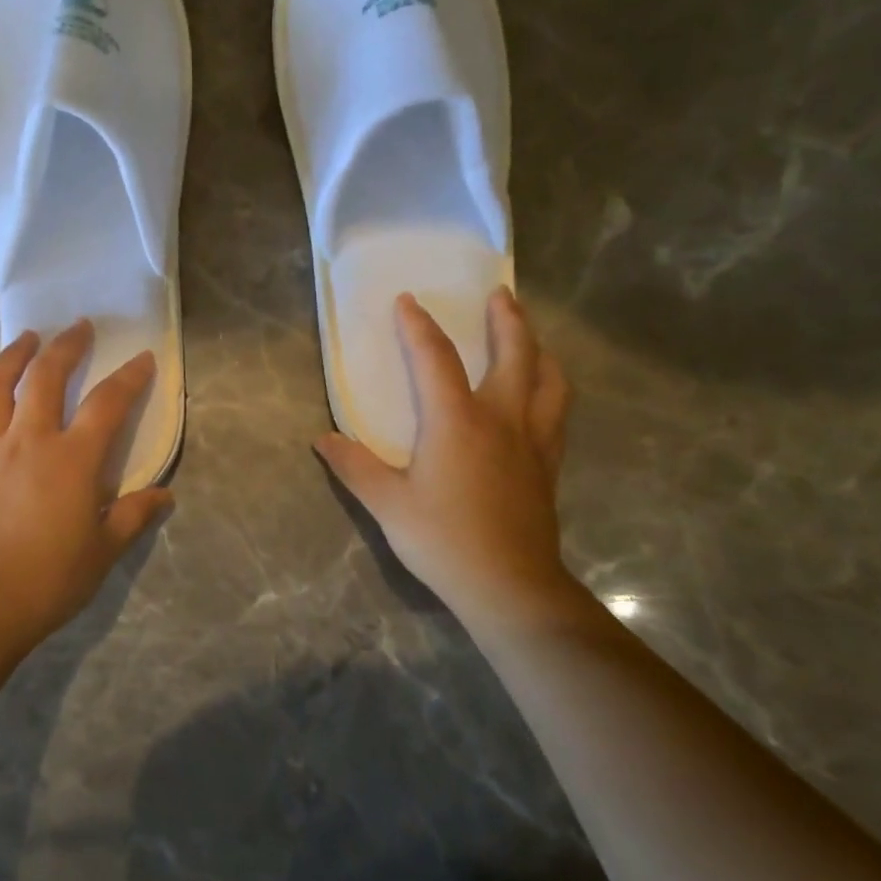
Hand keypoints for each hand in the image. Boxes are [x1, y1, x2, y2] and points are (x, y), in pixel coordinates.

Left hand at [0, 321, 173, 646]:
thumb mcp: (104, 550)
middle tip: (78, 328)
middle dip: (65, 346)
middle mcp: (29, 442)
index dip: (129, 378)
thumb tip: (164, 495)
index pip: (107, 404)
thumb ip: (134, 515)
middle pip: (45, 378)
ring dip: (11, 358)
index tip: (143, 358)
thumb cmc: (50, 579)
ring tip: (24, 340)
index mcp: (72, 459)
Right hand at [316, 289, 580, 633]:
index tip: (409, 301)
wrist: (509, 587)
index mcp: (456, 420)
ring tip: (531, 337)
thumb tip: (324, 439)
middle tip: (500, 294)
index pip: (436, 358)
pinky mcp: (548, 465)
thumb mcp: (387, 504)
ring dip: (539, 350)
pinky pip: (556, 412)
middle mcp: (502, 419)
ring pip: (548, 380)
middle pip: (516, 354)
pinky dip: (551, 389)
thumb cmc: (443, 540)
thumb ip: (355, 467)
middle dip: (507, 319)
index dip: (419, 326)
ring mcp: (533, 441)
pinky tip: (542, 397)